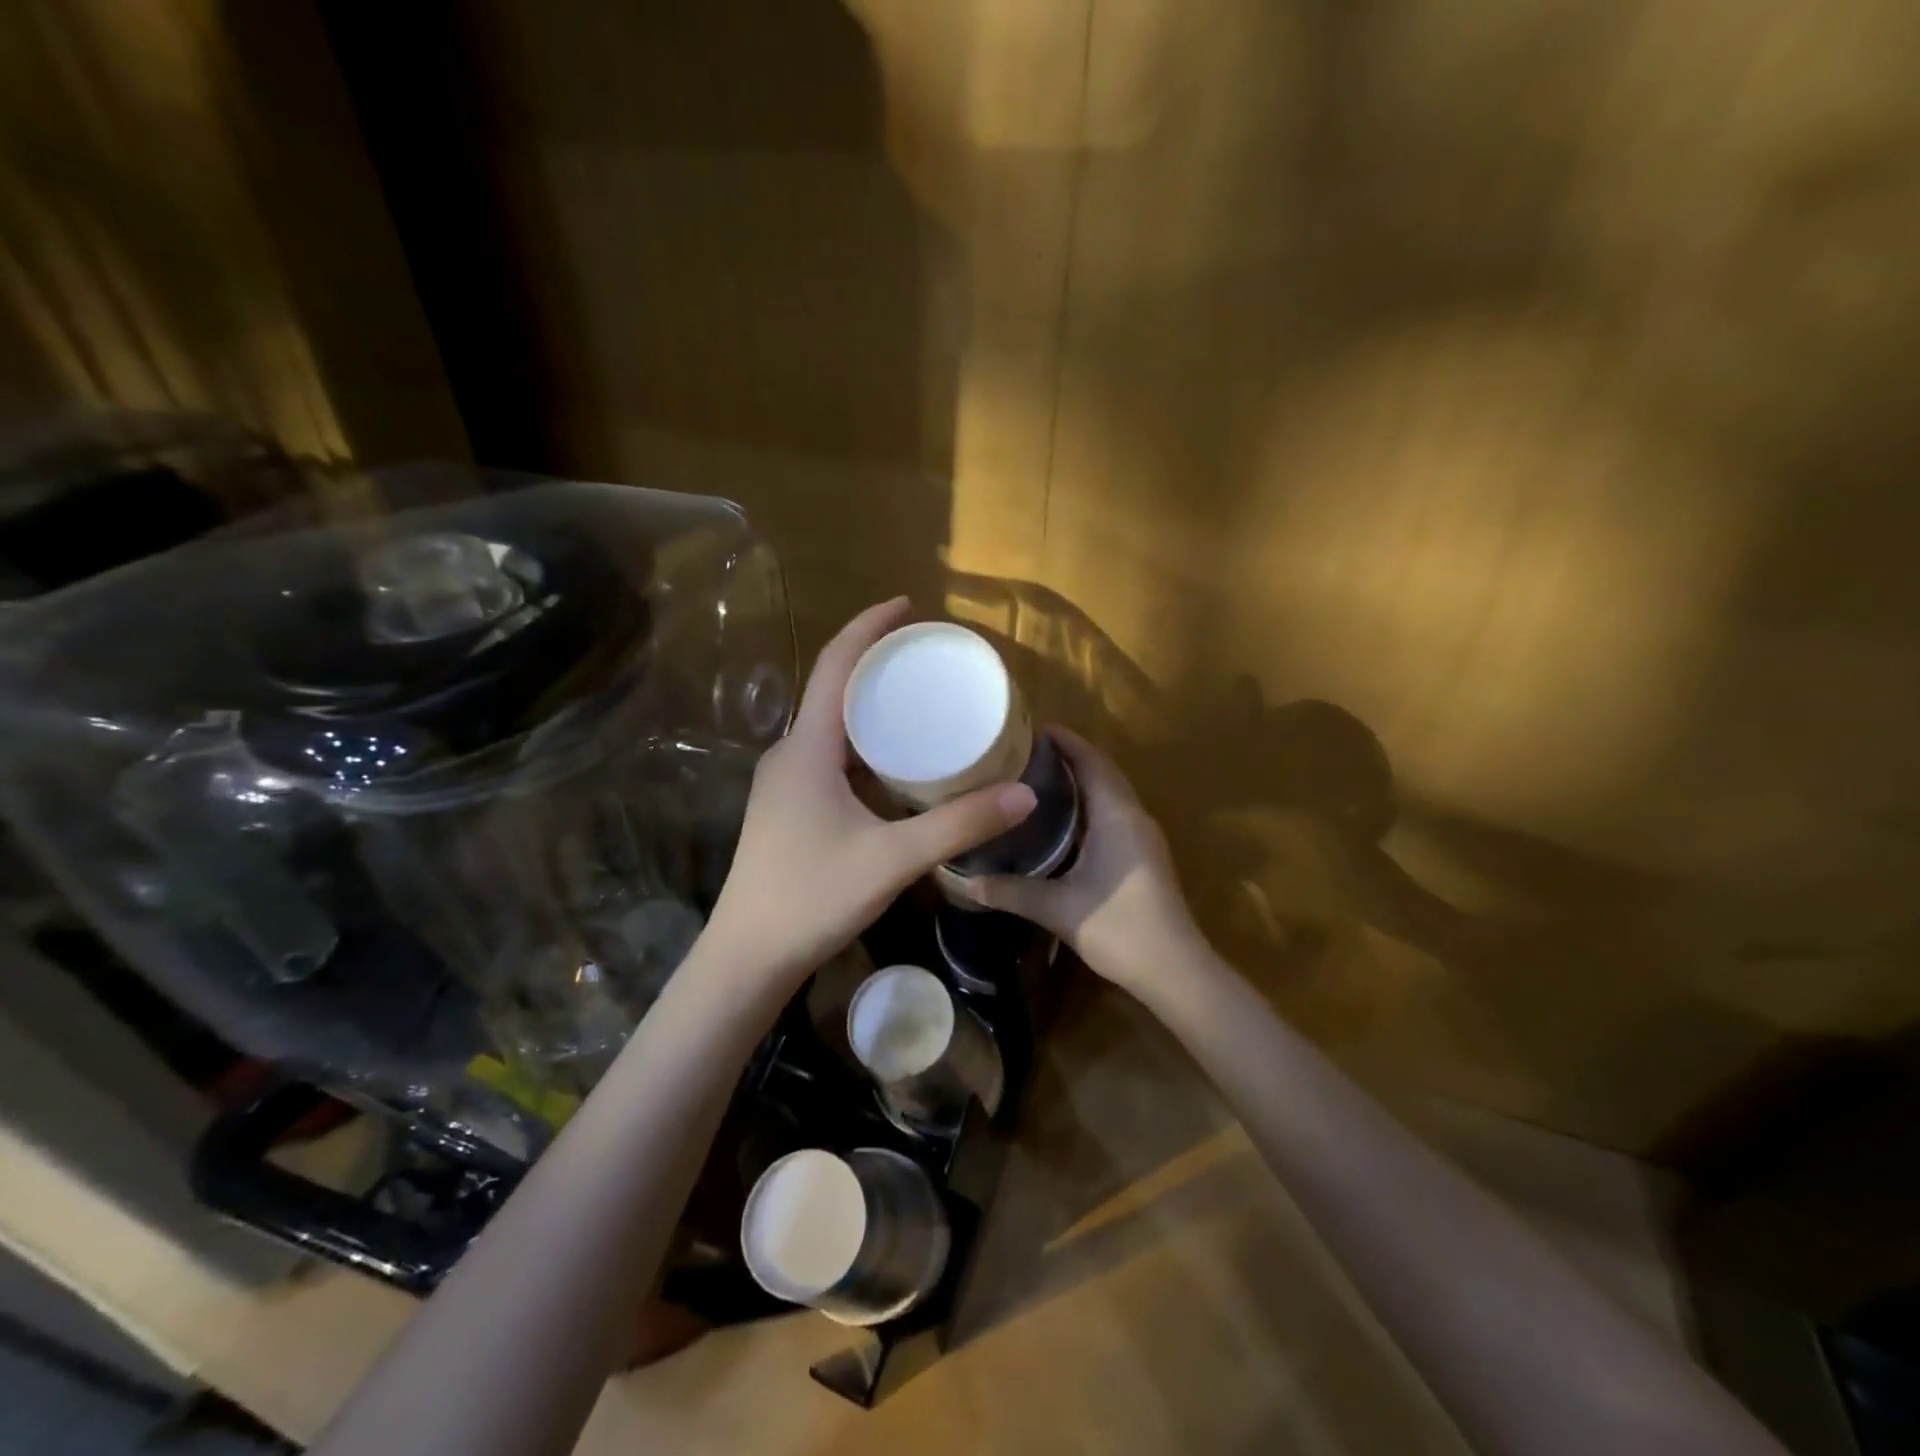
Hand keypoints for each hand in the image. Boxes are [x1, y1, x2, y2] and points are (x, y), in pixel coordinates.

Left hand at [702, 598, 1036, 987]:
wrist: (748, 955)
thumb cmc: (812, 897)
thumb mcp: (893, 858)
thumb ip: (960, 825)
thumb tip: (1025, 793)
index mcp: (807, 747)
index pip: (837, 664)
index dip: (870, 626)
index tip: (909, 605)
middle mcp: (791, 753)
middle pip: (835, 688)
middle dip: (879, 663)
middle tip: (930, 656)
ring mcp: (787, 781)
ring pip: (833, 726)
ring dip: (872, 707)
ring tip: (921, 701)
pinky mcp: (791, 806)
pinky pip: (832, 756)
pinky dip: (866, 744)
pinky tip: (897, 763)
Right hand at [967, 729, 1207, 998]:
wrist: (1175, 970)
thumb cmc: (1119, 928)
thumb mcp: (1057, 908)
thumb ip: (1011, 891)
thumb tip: (964, 881)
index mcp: (1117, 816)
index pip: (1091, 761)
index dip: (1065, 741)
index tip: (1031, 728)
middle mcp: (1133, 816)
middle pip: (1101, 771)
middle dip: (1068, 755)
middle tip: (1024, 752)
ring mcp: (1142, 836)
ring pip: (1109, 792)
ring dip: (1080, 779)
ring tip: (1036, 777)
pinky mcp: (1143, 855)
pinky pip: (1113, 812)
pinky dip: (1088, 803)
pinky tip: (1060, 819)